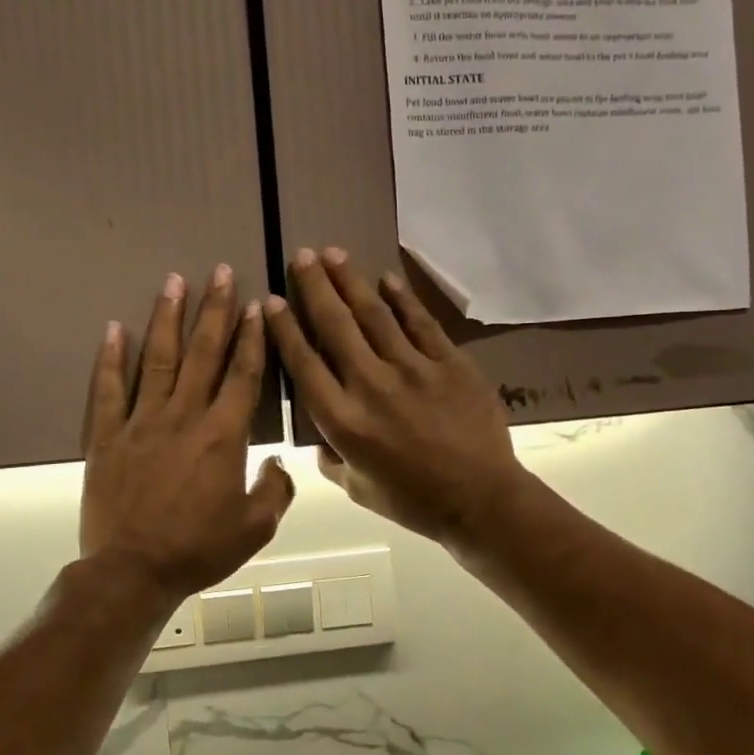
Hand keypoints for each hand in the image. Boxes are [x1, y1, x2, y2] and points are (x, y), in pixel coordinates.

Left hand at [80, 265, 293, 605]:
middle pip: (203, 353)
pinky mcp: (106, 435)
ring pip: (158, 359)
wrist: (132, 572)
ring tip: (174, 280)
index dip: (252, 338)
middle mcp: (184, 417)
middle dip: (215, 309)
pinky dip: (110, 357)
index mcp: (223, 436)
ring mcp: (141, 422)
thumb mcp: (255, 529)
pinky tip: (113, 327)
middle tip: (220, 272)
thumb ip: (275, 490)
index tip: (257, 306)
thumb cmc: (198, 550)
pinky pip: (108, 389)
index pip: (242, 374)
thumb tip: (277, 463)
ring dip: (167, 317)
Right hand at [264, 248, 527, 547]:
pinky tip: (387, 278)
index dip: (285, 329)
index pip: (304, 363)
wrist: (481, 499)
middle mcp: (370, 385)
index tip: (272, 300)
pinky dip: (402, 299)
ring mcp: (412, 369)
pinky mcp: (449, 363)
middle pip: (335, 326)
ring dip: (350, 281)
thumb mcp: (357, 489)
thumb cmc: (414, 500)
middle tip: (302, 256)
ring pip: (374, 315)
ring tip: (333, 253)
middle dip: (315, 287)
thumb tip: (321, 440)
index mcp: (343, 421)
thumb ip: (332, 459)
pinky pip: (420, 323)